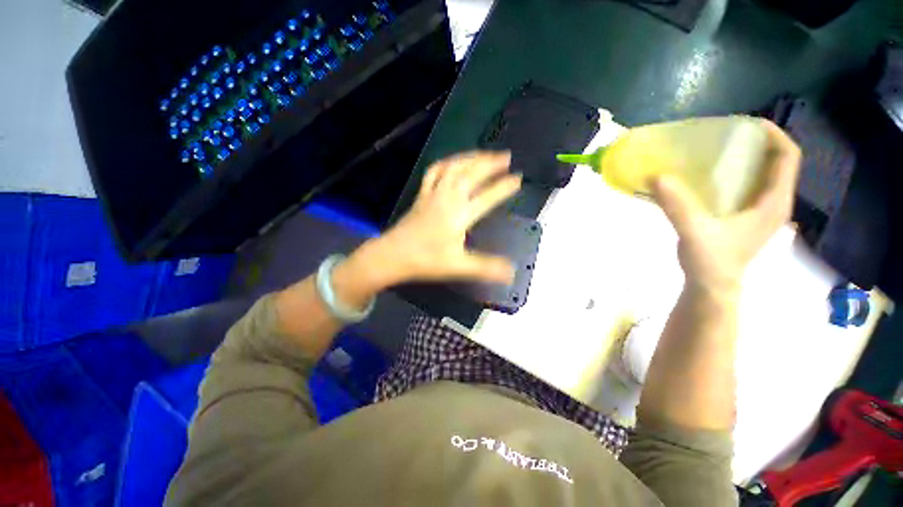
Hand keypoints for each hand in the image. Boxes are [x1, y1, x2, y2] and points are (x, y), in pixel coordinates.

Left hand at [374, 150, 521, 284]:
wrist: (393, 255)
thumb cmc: (426, 260)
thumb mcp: (458, 266)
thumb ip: (486, 267)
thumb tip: (511, 272)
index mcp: (459, 214)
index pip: (487, 196)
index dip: (504, 187)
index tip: (518, 178)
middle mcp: (448, 198)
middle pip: (471, 174)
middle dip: (490, 163)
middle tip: (506, 157)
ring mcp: (433, 193)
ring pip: (453, 167)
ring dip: (470, 158)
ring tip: (484, 155)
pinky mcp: (422, 195)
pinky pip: (434, 172)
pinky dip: (446, 163)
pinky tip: (453, 162)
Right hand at [650, 119, 800, 292]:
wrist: (711, 287)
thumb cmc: (711, 261)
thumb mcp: (693, 231)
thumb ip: (677, 205)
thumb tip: (656, 176)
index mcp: (774, 203)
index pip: (788, 158)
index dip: (773, 135)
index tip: (746, 123)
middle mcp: (773, 203)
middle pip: (775, 162)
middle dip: (755, 143)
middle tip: (724, 135)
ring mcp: (759, 211)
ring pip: (760, 174)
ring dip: (743, 159)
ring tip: (714, 151)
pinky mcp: (744, 218)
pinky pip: (745, 187)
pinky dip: (731, 175)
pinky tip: (708, 177)